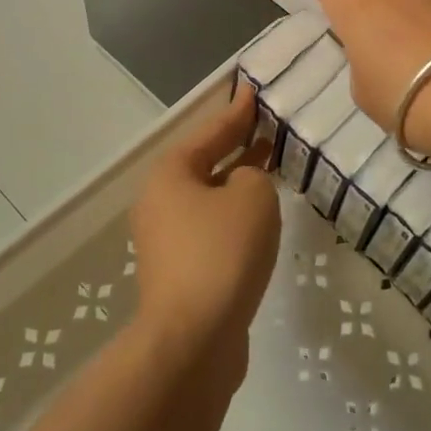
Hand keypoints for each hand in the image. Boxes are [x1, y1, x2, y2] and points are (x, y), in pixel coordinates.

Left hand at [128, 85, 280, 380]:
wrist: (194, 341)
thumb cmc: (222, 253)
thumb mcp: (251, 197)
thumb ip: (253, 175)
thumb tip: (242, 185)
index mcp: (171, 173)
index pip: (211, 131)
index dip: (237, 111)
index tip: (252, 89)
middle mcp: (161, 201)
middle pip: (205, 162)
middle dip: (236, 144)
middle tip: (266, 126)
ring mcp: (167, 239)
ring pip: (210, 197)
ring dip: (238, 181)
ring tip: (269, 165)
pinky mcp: (180, 272)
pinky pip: (212, 228)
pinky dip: (235, 215)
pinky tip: (259, 218)